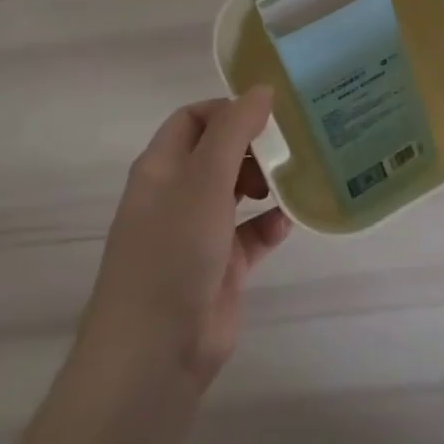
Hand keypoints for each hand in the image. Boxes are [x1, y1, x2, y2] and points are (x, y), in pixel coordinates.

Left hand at [74, 87, 292, 394]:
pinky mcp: (221, 267)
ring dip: (265, 182)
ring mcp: (198, 233)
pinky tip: (286, 224)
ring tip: (288, 183)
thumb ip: (234, 129)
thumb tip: (262, 89)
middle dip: (252, 146)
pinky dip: (270, 224)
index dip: (228, 110)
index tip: (268, 115)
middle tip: (285, 148)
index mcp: (161, 168)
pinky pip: (251, 233)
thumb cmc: (173, 252)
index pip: (193, 118)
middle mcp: (177, 195)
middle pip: (218, 152)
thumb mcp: (204, 179)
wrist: (155, 354)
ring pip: (237, 191)